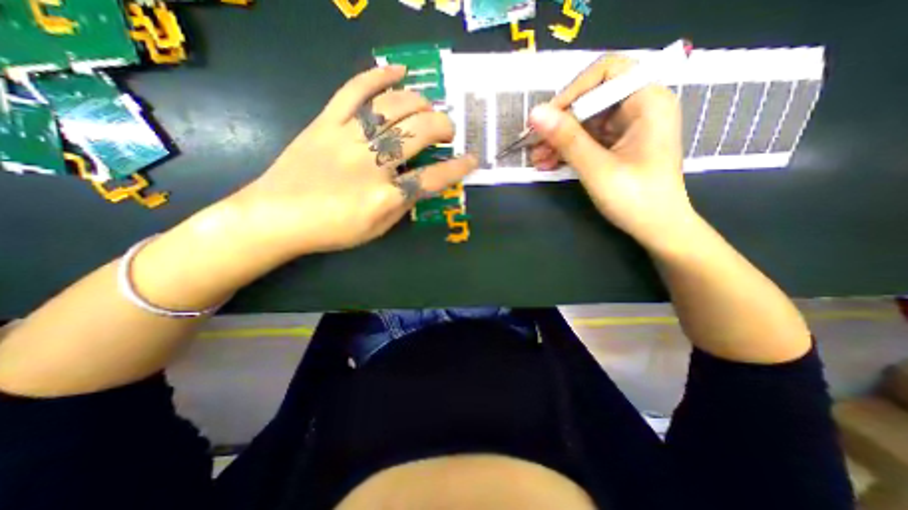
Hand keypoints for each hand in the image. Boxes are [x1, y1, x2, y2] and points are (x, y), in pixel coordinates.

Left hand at [224, 65, 474, 259]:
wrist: (276, 216)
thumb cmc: (332, 229)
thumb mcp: (377, 229)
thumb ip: (403, 205)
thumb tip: (421, 183)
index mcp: (385, 196)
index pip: (433, 178)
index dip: (457, 168)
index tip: (472, 160)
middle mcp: (372, 163)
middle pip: (419, 134)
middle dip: (443, 127)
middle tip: (448, 131)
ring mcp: (348, 138)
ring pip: (393, 108)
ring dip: (420, 103)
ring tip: (429, 108)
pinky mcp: (326, 122)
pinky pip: (354, 90)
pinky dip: (378, 76)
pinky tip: (398, 70)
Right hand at [530, 54, 696, 250]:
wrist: (657, 229)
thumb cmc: (635, 199)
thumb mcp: (597, 168)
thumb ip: (567, 139)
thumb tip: (535, 113)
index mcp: (647, 102)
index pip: (606, 73)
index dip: (572, 92)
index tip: (547, 119)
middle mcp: (639, 107)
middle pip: (591, 100)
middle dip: (560, 123)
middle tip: (533, 144)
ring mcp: (628, 127)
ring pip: (585, 122)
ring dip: (559, 140)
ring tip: (536, 159)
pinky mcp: (618, 145)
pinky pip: (588, 139)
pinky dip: (568, 150)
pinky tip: (548, 163)